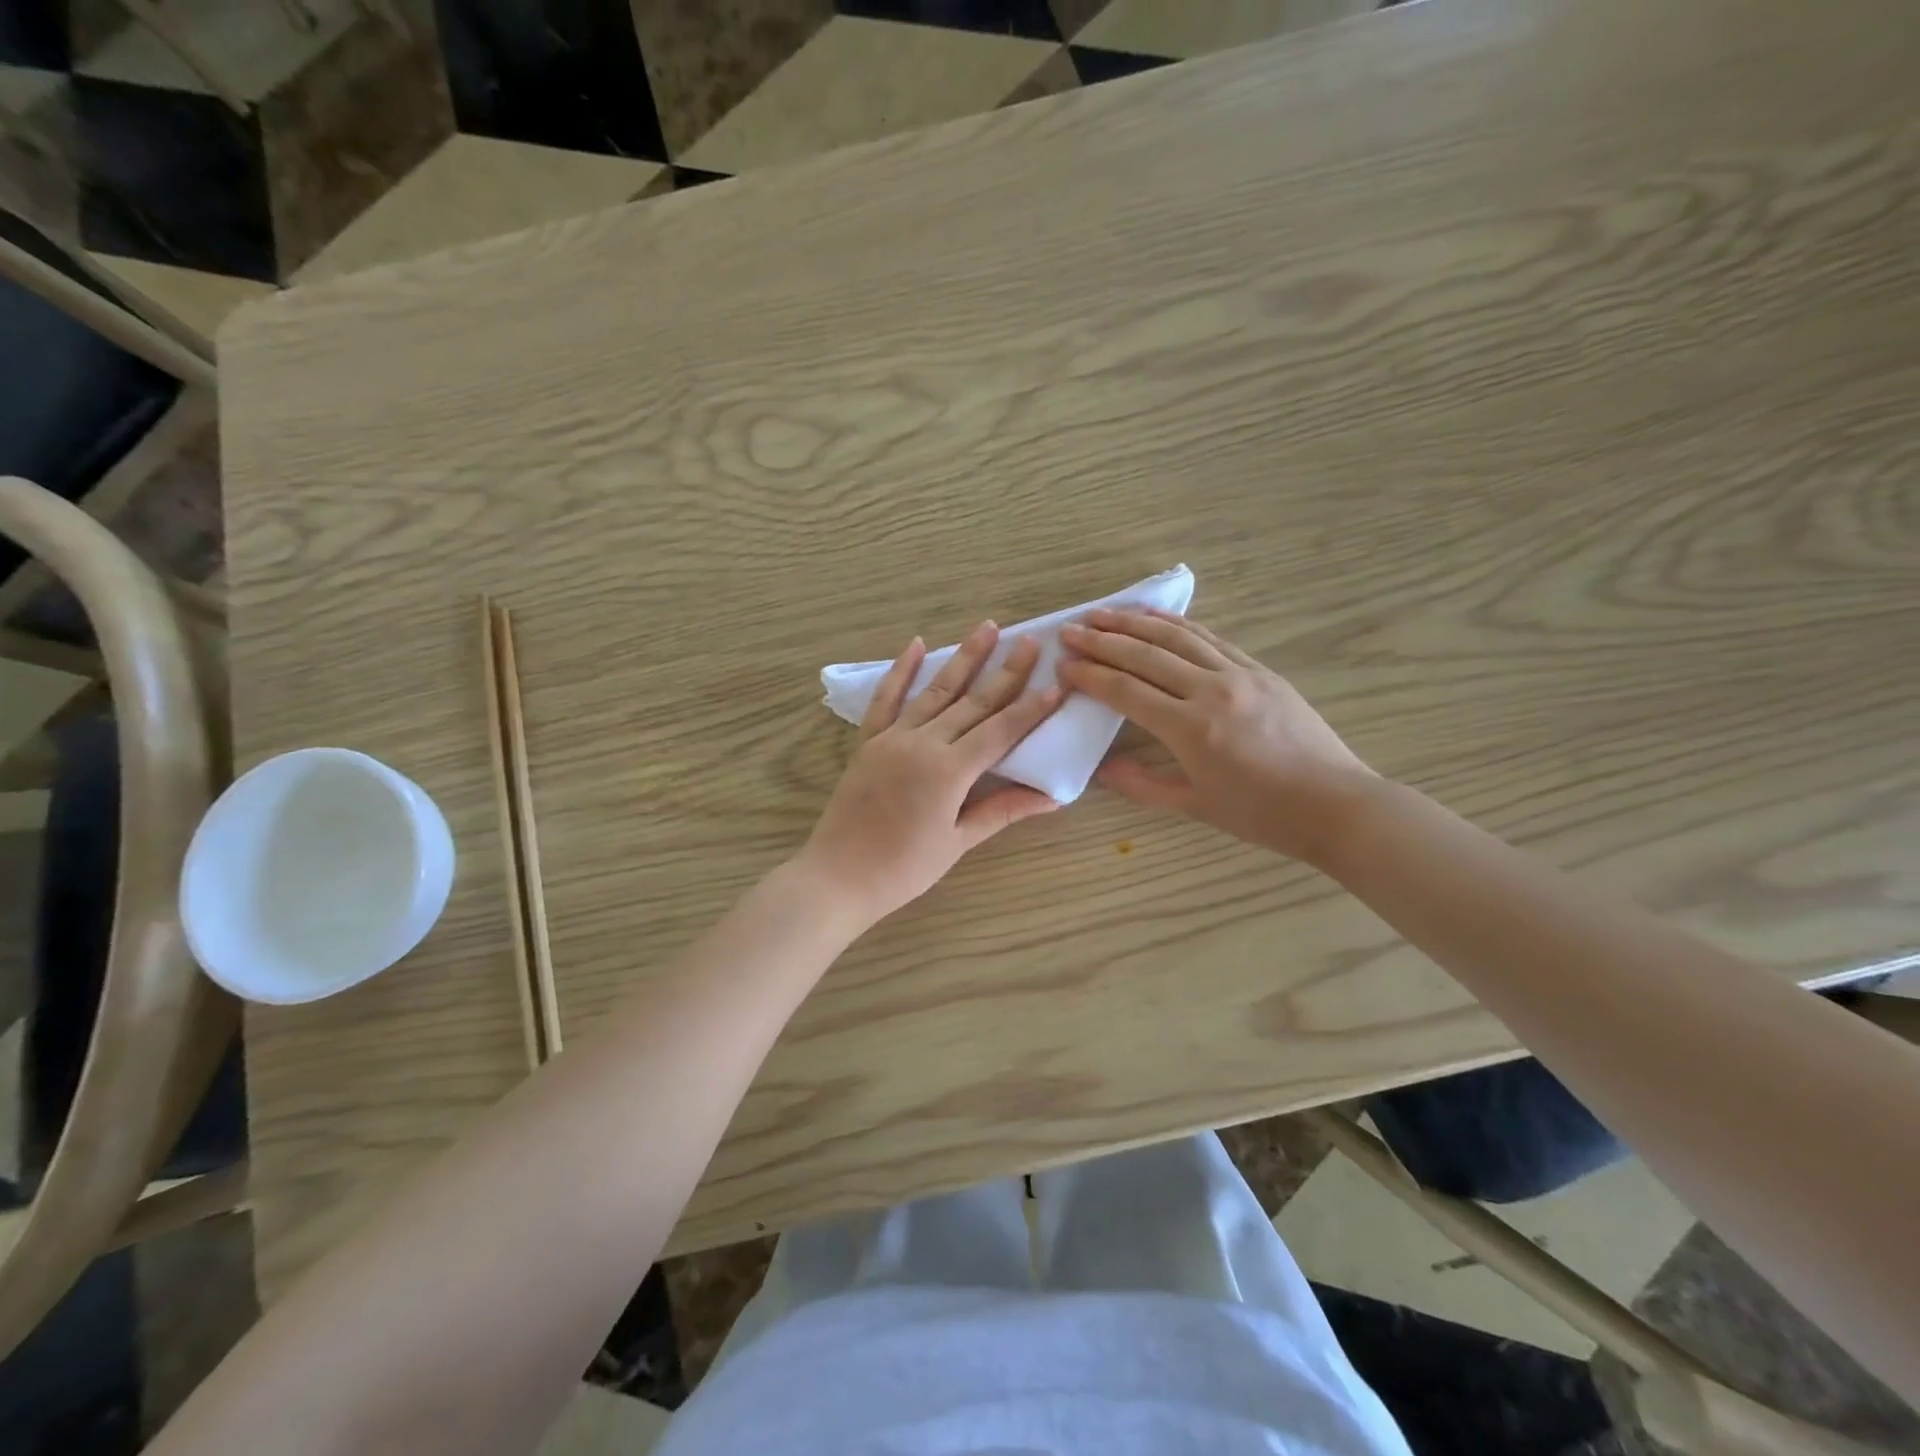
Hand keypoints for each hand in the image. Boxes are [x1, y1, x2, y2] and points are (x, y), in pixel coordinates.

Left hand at [800, 622, 1063, 926]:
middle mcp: (923, 743)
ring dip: (963, 658)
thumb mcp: (958, 842)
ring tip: (986, 627)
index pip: (1000, 731)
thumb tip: (1051, 797)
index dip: (1031, 708)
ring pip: (934, 691)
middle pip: (972, 702)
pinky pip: (885, 699)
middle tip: (1029, 641)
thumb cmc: (904, 869)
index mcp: (949, 771)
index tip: (1056, 683)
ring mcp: (892, 738)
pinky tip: (915, 644)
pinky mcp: (868, 742)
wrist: (838, 877)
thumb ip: (1002, 811)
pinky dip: (900, 670)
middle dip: (1005, 671)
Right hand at [1058, 610, 1374, 865]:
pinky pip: (1211, 639)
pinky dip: (1178, 625)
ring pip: (1177, 637)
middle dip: (1102, 640)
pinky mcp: (1261, 670)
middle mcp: (1211, 691)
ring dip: (1135, 622)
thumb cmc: (1262, 815)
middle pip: (1145, 655)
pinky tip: (1156, 618)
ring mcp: (1240, 674)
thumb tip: (1099, 770)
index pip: (1126, 691)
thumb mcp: (1195, 806)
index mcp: (1191, 729)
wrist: (1336, 804)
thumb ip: (1141, 785)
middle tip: (1068, 630)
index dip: (1090, 676)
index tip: (1062, 665)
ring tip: (1102, 613)